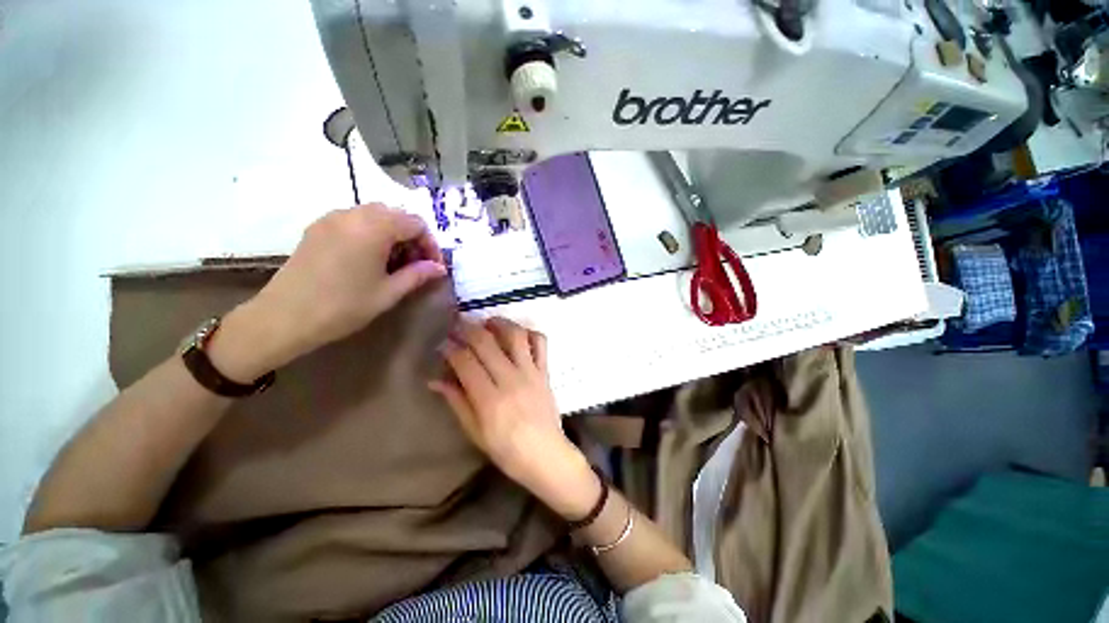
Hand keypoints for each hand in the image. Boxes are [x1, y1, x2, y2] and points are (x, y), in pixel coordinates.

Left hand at [211, 204, 446, 381]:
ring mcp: (332, 218)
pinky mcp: (318, 227)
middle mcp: (353, 214)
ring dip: (392, 234)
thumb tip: (439, 268)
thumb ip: (418, 275)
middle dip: (412, 237)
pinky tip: (369, 257)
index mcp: (374, 228)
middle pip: (396, 214)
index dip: (430, 244)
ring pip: (375, 215)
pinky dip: (371, 232)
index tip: (433, 266)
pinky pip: (354, 220)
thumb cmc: (344, 306)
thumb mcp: (389, 293)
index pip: (416, 223)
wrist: (284, 317)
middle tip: (415, 264)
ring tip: (394, 262)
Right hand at [430, 318, 598, 517]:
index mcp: (489, 399)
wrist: (546, 455)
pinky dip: (529, 332)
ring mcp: (531, 372)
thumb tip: (435, 380)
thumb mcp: (475, 432)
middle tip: (458, 323)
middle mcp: (510, 379)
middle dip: (468, 328)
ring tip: (487, 322)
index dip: (450, 348)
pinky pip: (540, 343)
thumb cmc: (507, 450)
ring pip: (515, 335)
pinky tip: (518, 334)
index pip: (465, 361)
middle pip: (486, 342)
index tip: (443, 344)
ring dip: (499, 323)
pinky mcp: (545, 371)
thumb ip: (457, 402)